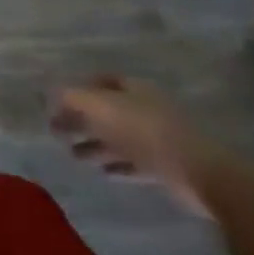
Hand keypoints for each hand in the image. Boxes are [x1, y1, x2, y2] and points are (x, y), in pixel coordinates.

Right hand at [50, 76, 237, 216]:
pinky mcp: (166, 167)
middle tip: (57, 131)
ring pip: (118, 139)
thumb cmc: (145, 131)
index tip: (57, 103)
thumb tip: (52, 93)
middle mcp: (145, 109)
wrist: (201, 173)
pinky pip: (134, 163)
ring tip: (73, 155)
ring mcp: (158, 138)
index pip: (102, 82)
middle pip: (107, 111)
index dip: (79, 90)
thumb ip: (73, 98)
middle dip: (82, 120)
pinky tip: (103, 172)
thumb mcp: (101, 107)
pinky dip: (117, 165)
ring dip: (95, 145)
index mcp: (134, 89)